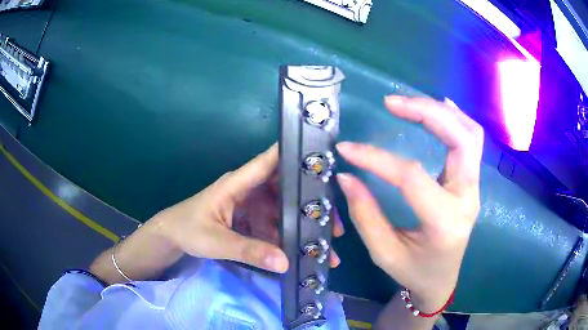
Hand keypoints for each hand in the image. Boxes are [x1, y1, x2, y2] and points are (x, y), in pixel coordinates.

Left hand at [154, 144, 343, 272]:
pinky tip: (302, 249)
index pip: (269, 162)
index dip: (294, 155)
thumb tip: (286, 262)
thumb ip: (249, 251)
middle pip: (285, 189)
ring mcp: (251, 205)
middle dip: (310, 203)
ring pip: (283, 210)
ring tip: (326, 243)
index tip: (322, 158)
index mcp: (238, 183)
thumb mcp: (216, 241)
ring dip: (302, 225)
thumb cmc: (188, 229)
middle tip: (335, 223)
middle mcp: (249, 190)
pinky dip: (287, 236)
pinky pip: (274, 225)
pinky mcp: (251, 219)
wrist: (172, 236)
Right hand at [336, 96, 483, 311]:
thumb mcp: (385, 253)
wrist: (442, 279)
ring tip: (411, 102)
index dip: (376, 159)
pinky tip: (438, 108)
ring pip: (470, 135)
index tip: (347, 149)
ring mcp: (474, 188)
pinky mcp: (471, 182)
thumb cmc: (414, 271)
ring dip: (442, 112)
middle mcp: (467, 198)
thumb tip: (347, 175)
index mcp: (445, 222)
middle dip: (426, 112)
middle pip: (460, 140)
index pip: (411, 177)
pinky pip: (471, 141)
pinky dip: (455, 119)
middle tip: (391, 102)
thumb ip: (365, 214)